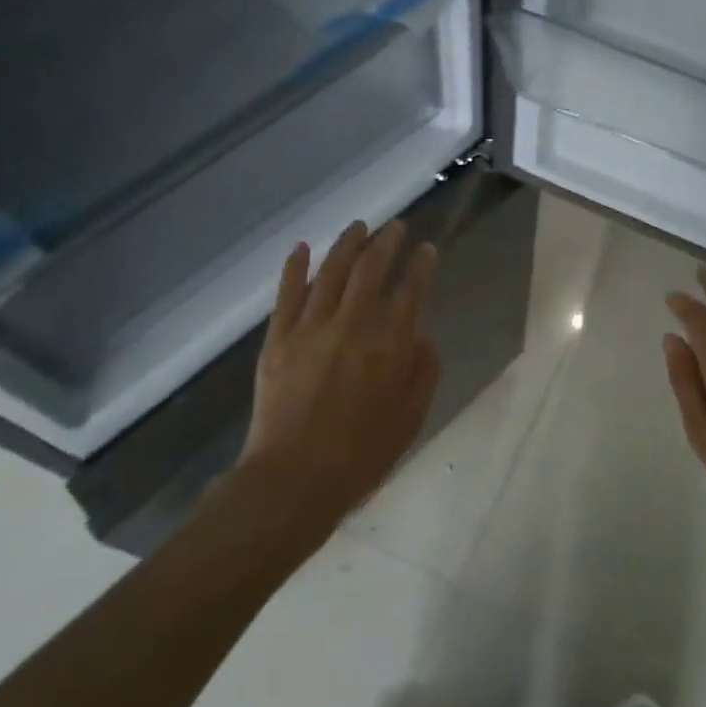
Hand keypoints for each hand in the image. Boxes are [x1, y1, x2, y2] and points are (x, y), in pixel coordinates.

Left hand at [236, 219, 441, 526]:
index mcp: (389, 347)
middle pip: (372, 270)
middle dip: (387, 242)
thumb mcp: (411, 419)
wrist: (294, 481)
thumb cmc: (361, 456)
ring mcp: (311, 329)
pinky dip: (295, 266)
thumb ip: (424, 372)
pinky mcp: (278, 339)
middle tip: (396, 227)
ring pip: (332, 272)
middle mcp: (353, 327)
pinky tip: (302, 247)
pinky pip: (287, 293)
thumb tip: (422, 336)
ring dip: (348, 244)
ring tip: (359, 226)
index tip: (427, 250)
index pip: (411, 292)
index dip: (421, 266)